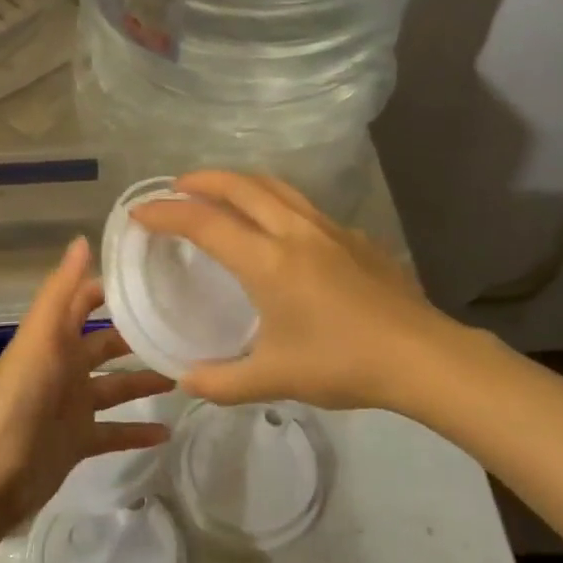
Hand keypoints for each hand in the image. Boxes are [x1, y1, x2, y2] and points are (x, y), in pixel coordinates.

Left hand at [0, 236, 173, 528]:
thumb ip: (62, 291)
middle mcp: (64, 366)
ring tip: (184, 375)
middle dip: (137, 336)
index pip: (84, 301)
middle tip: (182, 329)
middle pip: (106, 345)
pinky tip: (167, 432)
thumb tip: (82, 239)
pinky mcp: (78, 441)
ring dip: (144, 381)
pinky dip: (138, 432)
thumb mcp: (41, 335)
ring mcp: (72, 405)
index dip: (112, 289)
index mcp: (54, 337)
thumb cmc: (20, 394)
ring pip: (115, 387)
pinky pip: (115, 432)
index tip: (155, 277)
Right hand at [128, 170, 456, 410]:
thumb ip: (222, 381)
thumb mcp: (274, 378)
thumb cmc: (341, 363)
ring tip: (220, 193)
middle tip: (175, 188)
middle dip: (201, 181)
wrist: (422, 357)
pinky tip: (278, 228)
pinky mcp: (354, 237)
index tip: (140, 212)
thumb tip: (185, 380)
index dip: (166, 213)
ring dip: (239, 182)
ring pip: (275, 186)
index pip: (204, 222)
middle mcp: (293, 231)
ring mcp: (328, 229)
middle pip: (239, 186)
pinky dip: (274, 201)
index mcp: (266, 260)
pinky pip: (302, 205)